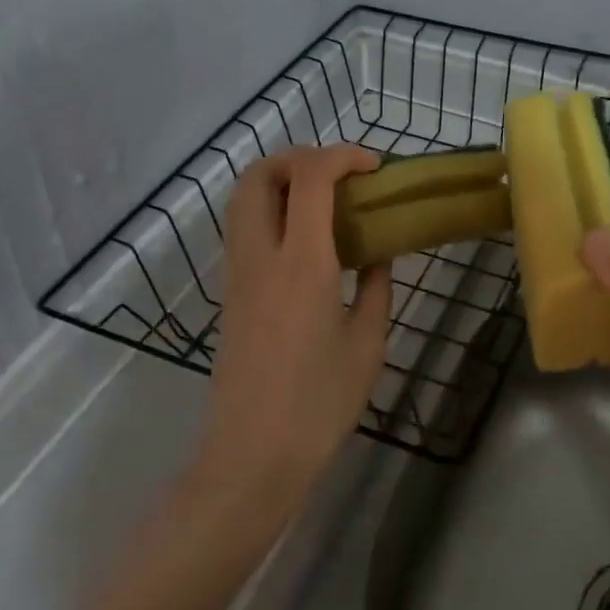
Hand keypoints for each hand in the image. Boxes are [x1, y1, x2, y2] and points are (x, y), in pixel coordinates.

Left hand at [196, 145, 392, 511]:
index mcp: (302, 263)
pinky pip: (244, 227)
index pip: (311, 177)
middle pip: (261, 173)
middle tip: (341, 175)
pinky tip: (306, 239)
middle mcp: (261, 255)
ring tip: (324, 200)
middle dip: (301, 157)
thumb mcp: (367, 342)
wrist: (253, 454)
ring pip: (243, 197)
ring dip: (281, 180)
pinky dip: (271, 209)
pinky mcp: (230, 291)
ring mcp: (237, 272)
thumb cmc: (320, 402)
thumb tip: (379, 253)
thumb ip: (377, 286)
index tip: (374, 167)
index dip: (343, 156)